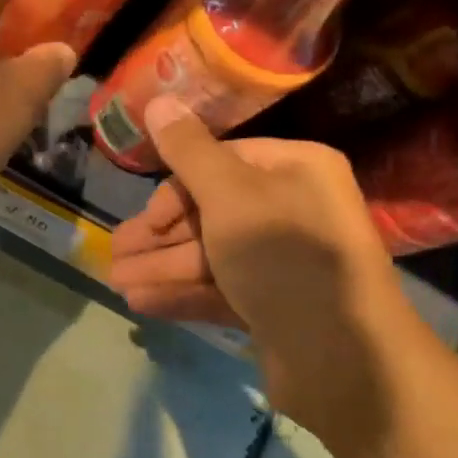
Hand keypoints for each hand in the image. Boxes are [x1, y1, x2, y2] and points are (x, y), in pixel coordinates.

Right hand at [109, 98, 432, 426]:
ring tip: (116, 282)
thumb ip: (189, 151)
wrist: (344, 358)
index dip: (175, 190)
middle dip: (159, 236)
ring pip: (211, 255)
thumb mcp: (231, 194)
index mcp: (295, 170)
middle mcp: (293, 209)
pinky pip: (220, 290)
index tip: (144, 219)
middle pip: (210, 212)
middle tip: (113, 254)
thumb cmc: (284, 255)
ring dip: (161, 267)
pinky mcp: (274, 306)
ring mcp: (284, 262)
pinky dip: (182, 293)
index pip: (221, 163)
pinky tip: (141, 301)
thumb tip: (158, 99)